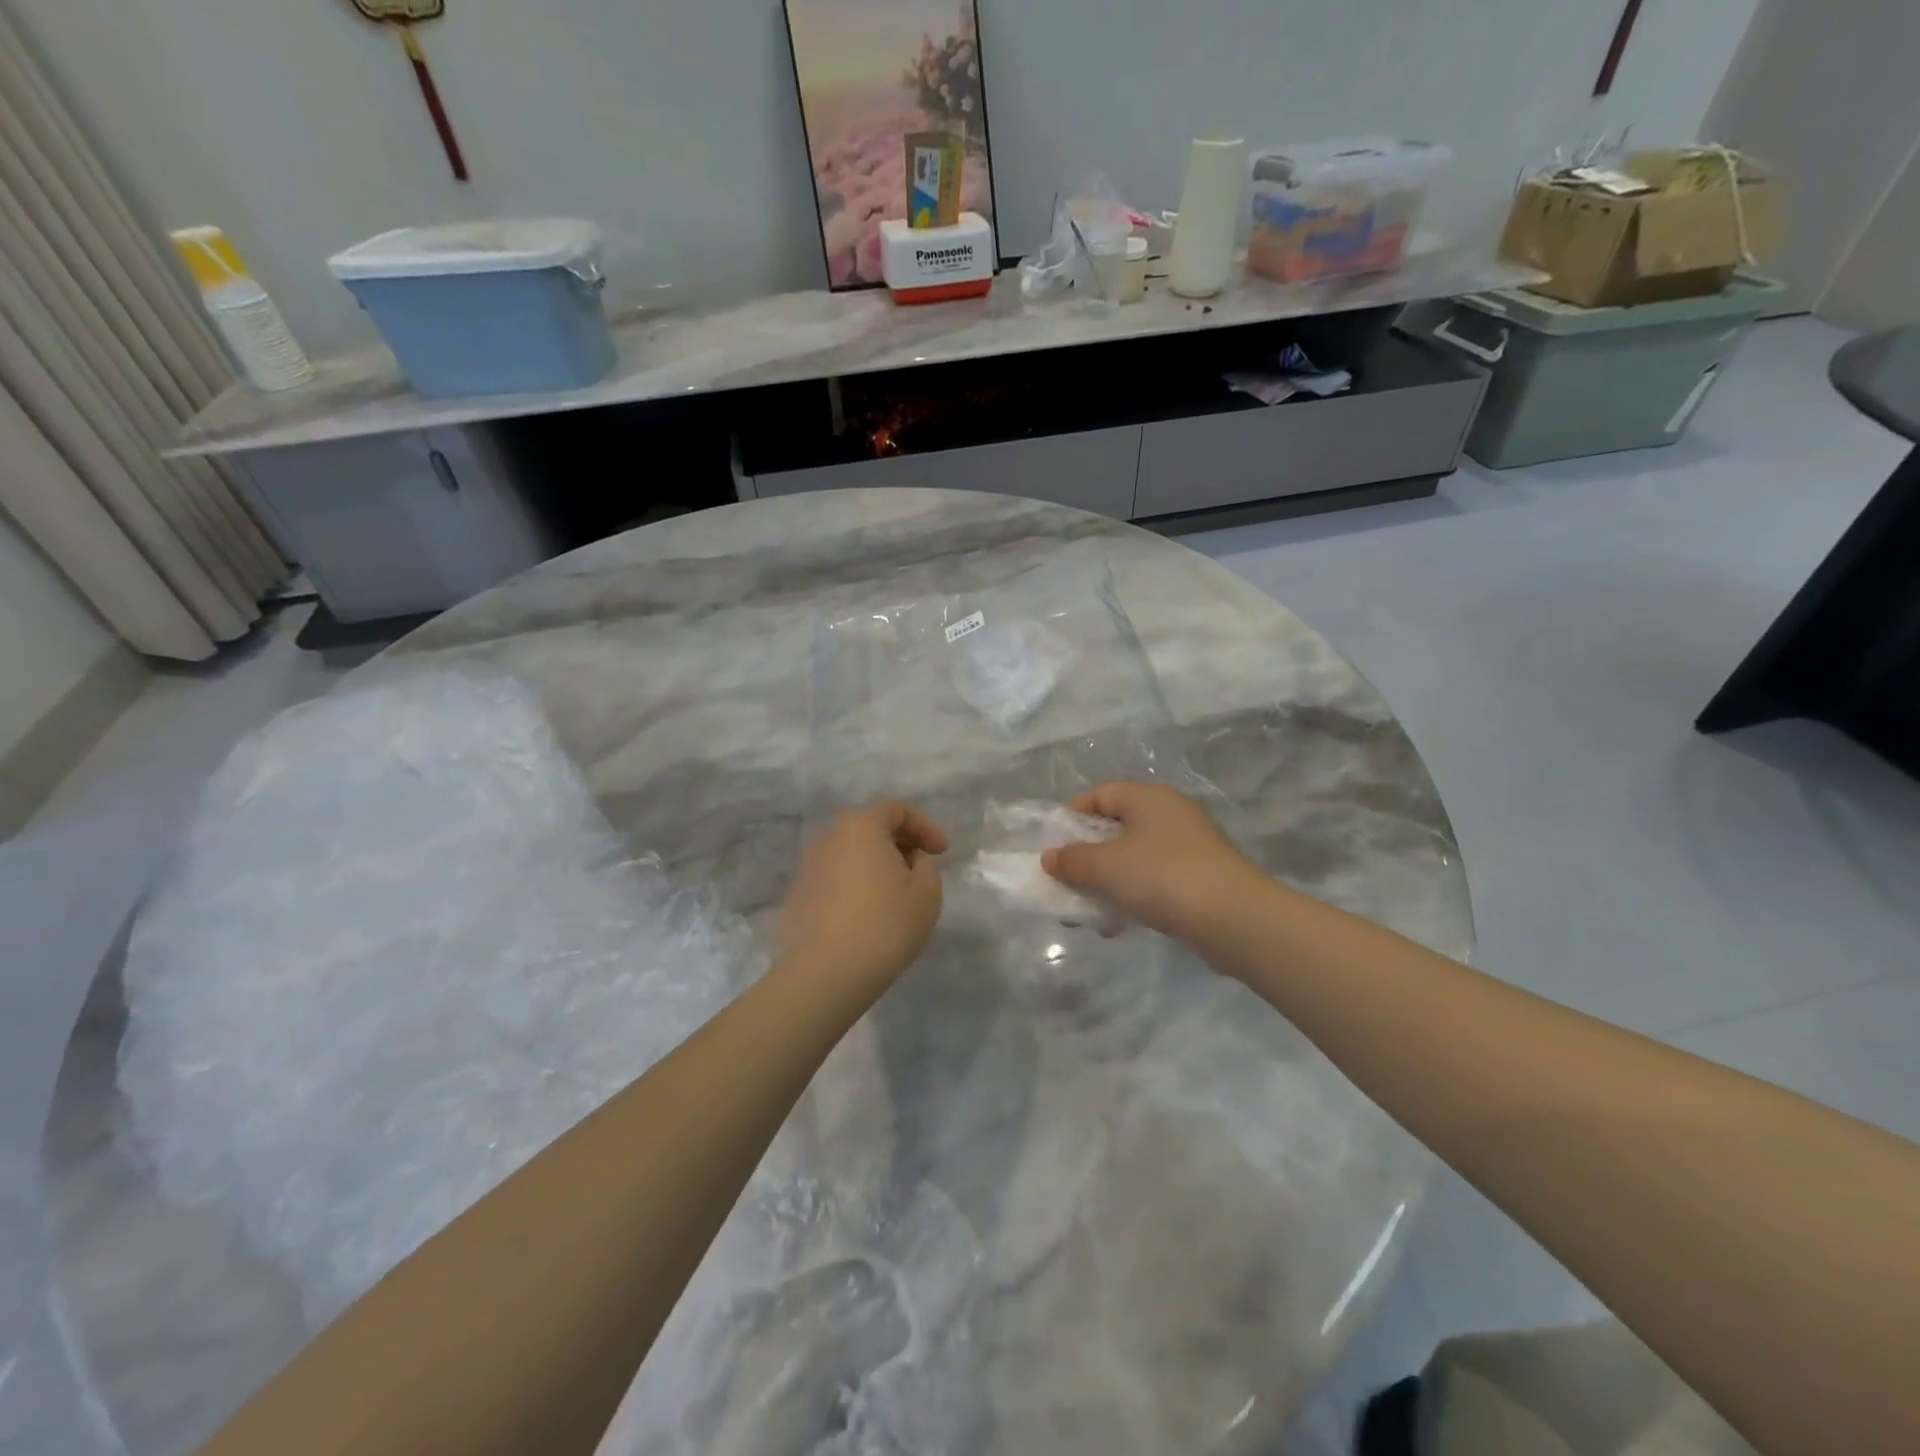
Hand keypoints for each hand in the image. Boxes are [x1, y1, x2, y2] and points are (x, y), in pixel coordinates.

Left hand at [779, 801, 947, 992]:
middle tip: (920, 869)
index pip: (896, 810)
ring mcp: (808, 866)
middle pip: (870, 828)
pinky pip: (835, 879)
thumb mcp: (927, 891)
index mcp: (861, 826)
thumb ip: (925, 865)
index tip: (942, 853)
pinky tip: (868, 915)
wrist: (827, 972)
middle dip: (899, 843)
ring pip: (850, 854)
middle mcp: (829, 837)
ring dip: (875, 866)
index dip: (925, 826)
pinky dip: (855, 886)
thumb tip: (908, 862)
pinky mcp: (798, 895)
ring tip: (895, 894)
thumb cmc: (885, 923)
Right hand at [1042, 782, 1267, 946]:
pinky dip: (1135, 895)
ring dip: (1109, 882)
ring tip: (1093, 913)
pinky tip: (1124, 923)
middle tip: (1070, 883)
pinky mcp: (1203, 875)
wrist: (1234, 918)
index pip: (1099, 794)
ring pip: (1135, 857)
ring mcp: (1191, 845)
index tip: (1056, 847)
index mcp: (1148, 797)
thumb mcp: (1105, 867)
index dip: (1072, 817)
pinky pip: (1156, 878)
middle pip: (1117, 827)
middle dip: (1088, 857)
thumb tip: (1050, 858)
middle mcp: (1171, 813)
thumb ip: (1072, 861)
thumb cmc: (1162, 878)